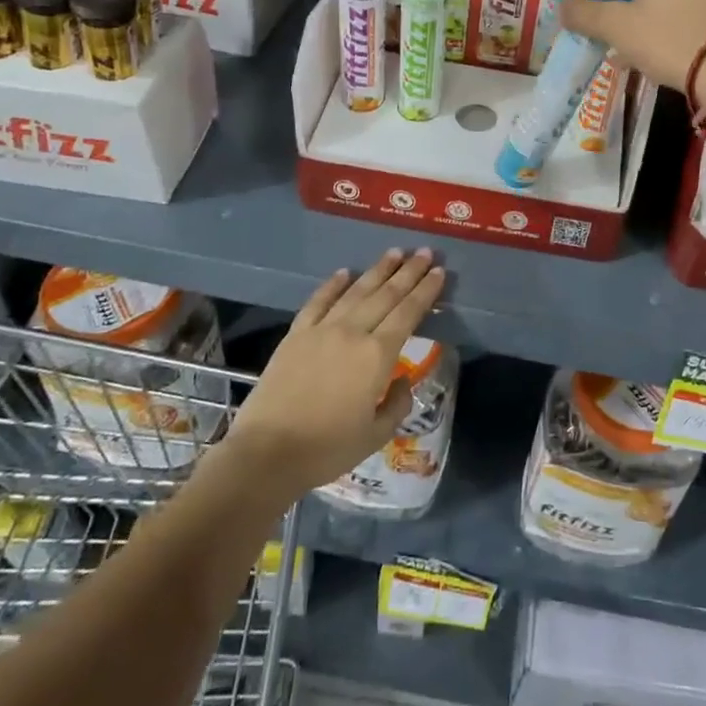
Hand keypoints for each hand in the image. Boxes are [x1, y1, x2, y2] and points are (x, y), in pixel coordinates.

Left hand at [221, 250, 444, 496]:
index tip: (439, 272)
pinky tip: (344, 272)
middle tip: (425, 252)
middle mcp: (353, 333)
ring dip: (378, 270)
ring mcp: (322, 330)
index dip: (426, 291)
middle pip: (386, 295)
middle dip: (408, 272)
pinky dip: (333, 285)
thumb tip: (402, 382)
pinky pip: (318, 301)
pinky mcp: (295, 335)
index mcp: (377, 356)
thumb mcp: (375, 435)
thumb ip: (397, 404)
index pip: (408, 313)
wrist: (267, 453)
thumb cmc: (327, 449)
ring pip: (356, 291)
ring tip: (395, 252)